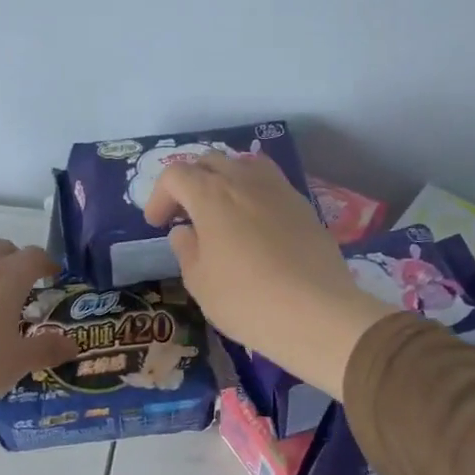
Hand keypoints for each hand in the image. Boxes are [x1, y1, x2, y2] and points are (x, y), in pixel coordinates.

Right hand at [145, 154, 393, 399]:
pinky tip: (255, 223)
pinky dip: (254, 192)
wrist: (317, 313)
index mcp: (211, 195)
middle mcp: (244, 180)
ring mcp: (279, 189)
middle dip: (190, 183)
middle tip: (185, 215)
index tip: (157, 224)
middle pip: (209, 161)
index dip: (160, 196)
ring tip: (222, 210)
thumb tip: (185, 231)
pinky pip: (271, 183)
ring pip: (244, 164)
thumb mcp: (200, 283)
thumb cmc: (247, 300)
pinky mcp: (304, 205)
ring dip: (225, 180)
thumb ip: (186, 250)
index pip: (176, 175)